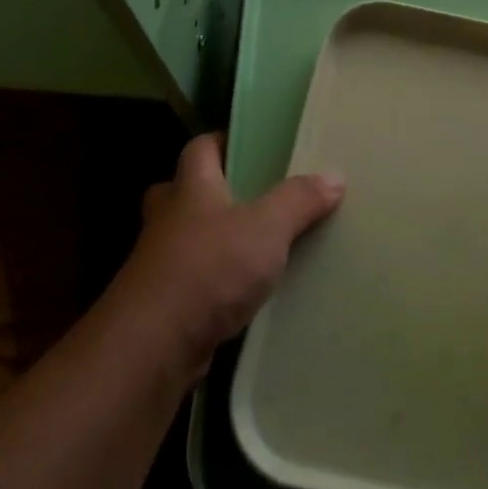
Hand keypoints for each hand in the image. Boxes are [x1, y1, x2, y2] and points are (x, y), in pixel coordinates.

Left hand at [108, 133, 344, 382]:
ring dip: (212, 240)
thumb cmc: (208, 269)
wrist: (153, 346)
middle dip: (212, 192)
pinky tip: (243, 294)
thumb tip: (334, 176)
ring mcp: (159, 263)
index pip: (199, 148)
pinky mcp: (163, 304)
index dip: (222, 141)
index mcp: (191, 188)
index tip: (250, 145)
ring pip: (186, 239)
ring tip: (254, 246)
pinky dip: (213, 282)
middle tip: (251, 198)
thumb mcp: (266, 228)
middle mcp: (168, 219)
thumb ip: (299, 200)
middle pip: (183, 191)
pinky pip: (192, 281)